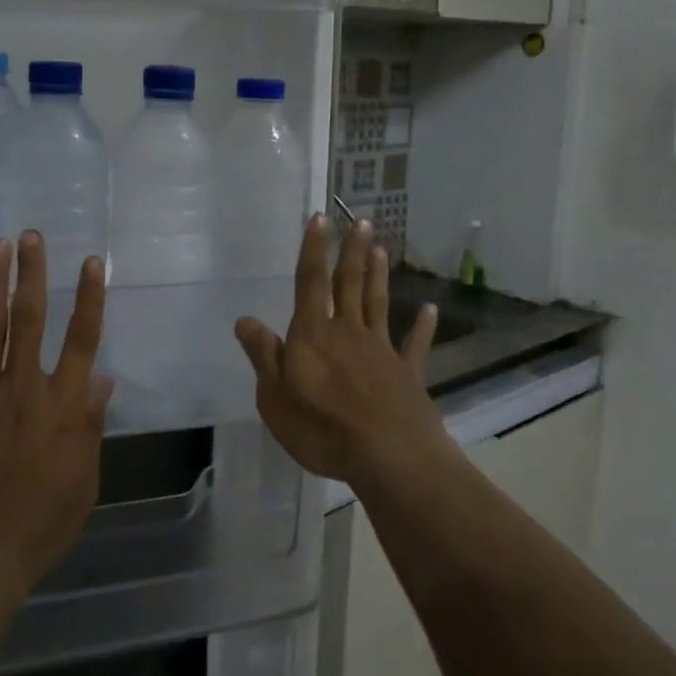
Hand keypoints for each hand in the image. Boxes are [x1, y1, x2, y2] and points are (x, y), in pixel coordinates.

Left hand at [0, 232, 113, 598]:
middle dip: (33, 274)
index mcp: (62, 406)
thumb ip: (90, 425)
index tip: (92, 262)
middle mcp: (23, 388)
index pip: (82, 340)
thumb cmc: (41, 522)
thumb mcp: (84, 478)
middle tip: (30, 236)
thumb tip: (103, 378)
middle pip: (31, 319)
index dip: (90, 298)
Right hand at [234, 216, 443, 485]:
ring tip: (381, 248)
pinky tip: (430, 310)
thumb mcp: (275, 397)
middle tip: (360, 221)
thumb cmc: (322, 429)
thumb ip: (264, 355)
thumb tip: (245, 319)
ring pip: (377, 304)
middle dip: (351, 252)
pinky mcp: (408, 373)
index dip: (313, 250)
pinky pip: (415, 345)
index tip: (320, 219)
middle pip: (349, 284)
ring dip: (378, 275)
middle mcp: (348, 332)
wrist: (388, 457)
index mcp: (313, 335)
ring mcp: (381, 350)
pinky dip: (423, 326)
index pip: (310, 283)